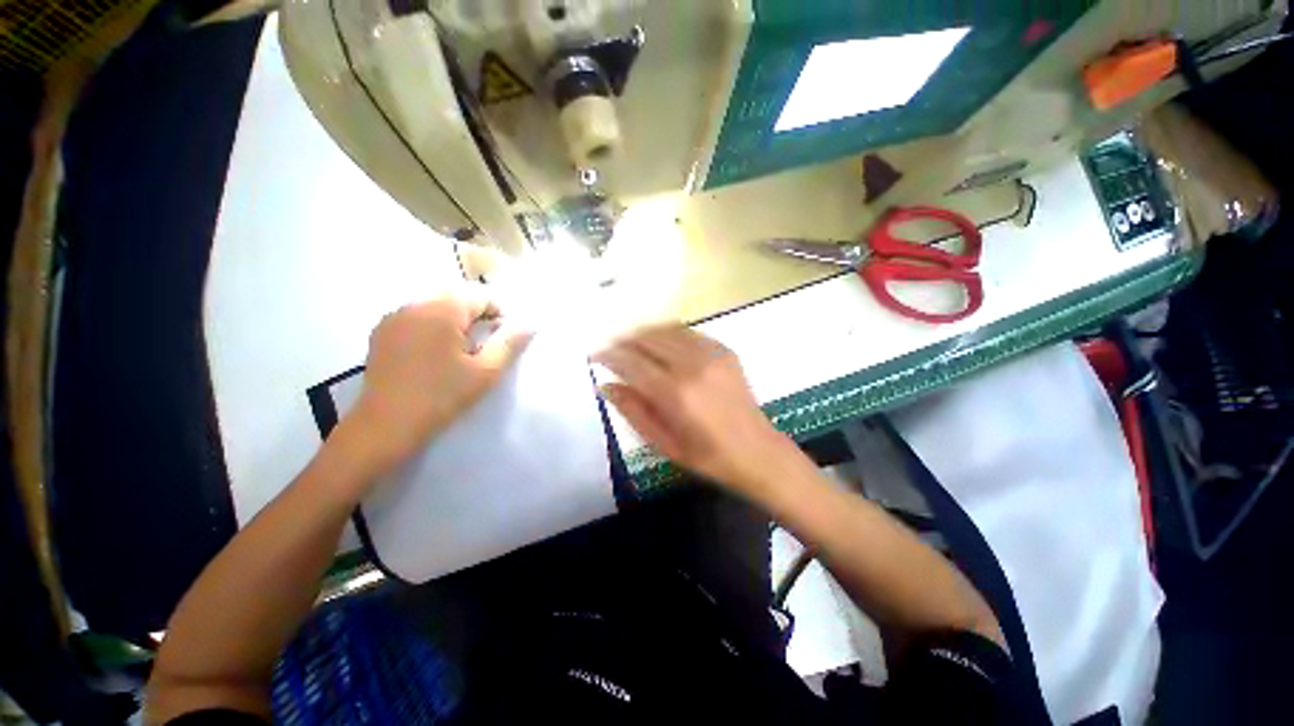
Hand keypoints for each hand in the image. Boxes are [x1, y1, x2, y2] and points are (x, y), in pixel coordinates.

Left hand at [335, 292, 530, 480]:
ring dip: (455, 321)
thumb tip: (530, 323)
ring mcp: (394, 318)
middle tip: (485, 346)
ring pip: (436, 307)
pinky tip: (435, 354)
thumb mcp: (486, 371)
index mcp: (442, 310)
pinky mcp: (381, 333)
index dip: (500, 315)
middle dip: (477, 316)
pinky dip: (433, 327)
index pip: (480, 296)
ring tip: (462, 351)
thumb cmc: (442, 396)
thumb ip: (510, 343)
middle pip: (457, 299)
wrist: (386, 426)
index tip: (504, 340)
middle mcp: (414, 304)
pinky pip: (416, 318)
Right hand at [593, 325, 795, 495]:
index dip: (610, 355)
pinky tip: (662, 345)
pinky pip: (687, 332)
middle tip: (612, 349)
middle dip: (624, 341)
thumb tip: (606, 385)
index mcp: (675, 393)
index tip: (596, 354)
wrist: (757, 450)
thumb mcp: (663, 443)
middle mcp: (692, 366)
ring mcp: (711, 354)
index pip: (632, 363)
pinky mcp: (724, 350)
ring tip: (632, 345)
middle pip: (647, 339)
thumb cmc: (706, 456)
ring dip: (644, 334)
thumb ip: (632, 410)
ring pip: (666, 330)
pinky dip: (668, 334)